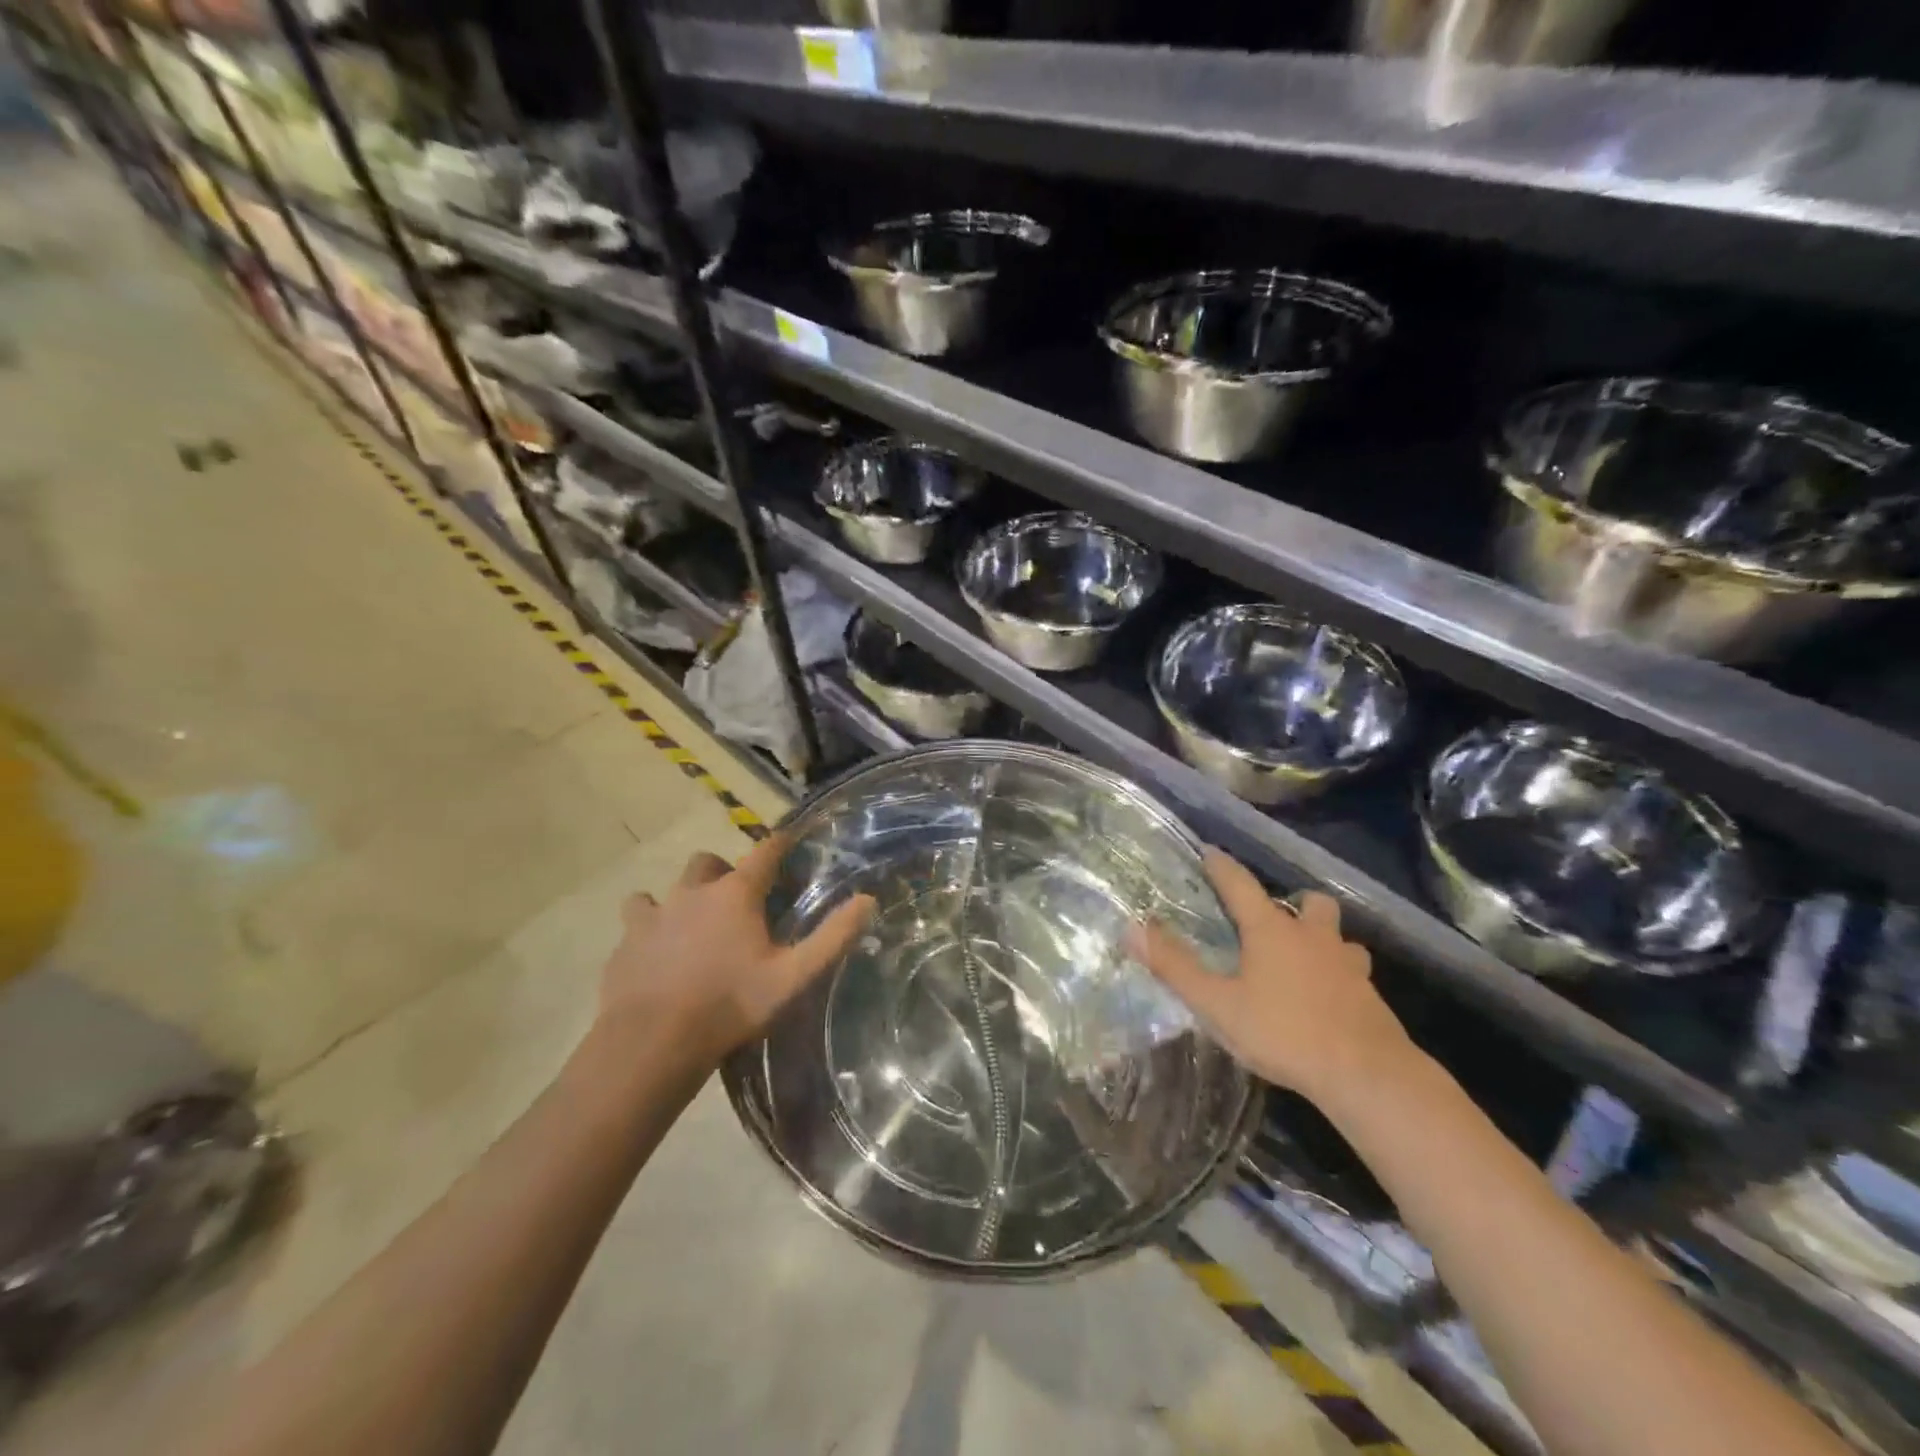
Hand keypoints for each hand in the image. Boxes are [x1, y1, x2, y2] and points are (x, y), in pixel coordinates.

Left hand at [598, 834, 874, 1070]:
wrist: (652, 1042)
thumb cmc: (731, 1005)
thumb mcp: (793, 976)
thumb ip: (832, 937)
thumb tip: (868, 900)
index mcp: (735, 894)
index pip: (764, 852)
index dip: (779, 844)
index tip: (789, 842)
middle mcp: (693, 892)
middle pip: (708, 862)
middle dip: (723, 871)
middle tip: (736, 900)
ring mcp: (654, 914)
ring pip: (665, 889)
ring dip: (681, 897)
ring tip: (691, 924)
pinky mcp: (626, 942)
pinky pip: (636, 920)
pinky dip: (647, 927)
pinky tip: (655, 951)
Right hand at [1130, 850, 1416, 1106]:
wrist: (1367, 1075)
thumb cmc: (1284, 1032)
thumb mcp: (1218, 1004)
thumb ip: (1175, 967)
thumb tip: (1132, 928)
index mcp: (1271, 931)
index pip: (1240, 884)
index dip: (1221, 866)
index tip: (1209, 851)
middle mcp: (1313, 936)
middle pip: (1309, 902)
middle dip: (1292, 902)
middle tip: (1271, 920)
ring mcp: (1348, 964)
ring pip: (1338, 936)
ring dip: (1321, 938)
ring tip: (1303, 958)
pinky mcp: (1370, 995)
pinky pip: (1353, 971)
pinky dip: (1337, 973)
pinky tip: (1327, 997)